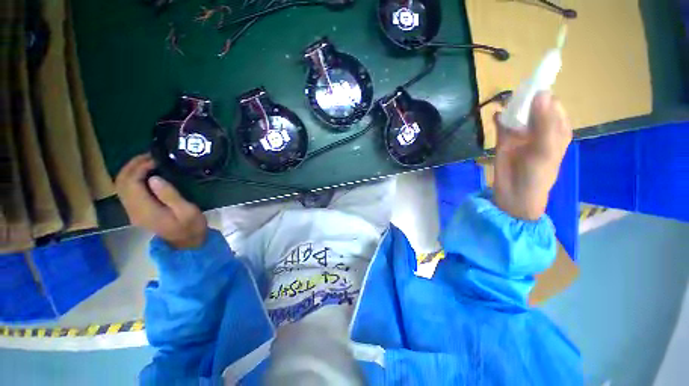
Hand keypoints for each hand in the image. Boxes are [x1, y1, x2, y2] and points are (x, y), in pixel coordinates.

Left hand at [115, 154, 206, 248]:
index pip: (131, 183)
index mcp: (145, 210)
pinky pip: (127, 190)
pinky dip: (133, 177)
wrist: (187, 243)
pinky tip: (146, 173)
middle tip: (151, 155)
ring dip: (131, 170)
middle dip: (132, 165)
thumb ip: (170, 195)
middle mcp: (132, 210)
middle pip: (121, 182)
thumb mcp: (187, 211)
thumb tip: (153, 178)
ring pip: (121, 185)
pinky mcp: (136, 211)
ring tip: (148, 161)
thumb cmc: (191, 226)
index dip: (139, 167)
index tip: (156, 158)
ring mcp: (132, 211)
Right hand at [493, 91, 571, 219]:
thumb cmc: (537, 174)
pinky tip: (495, 116)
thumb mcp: (546, 149)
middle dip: (524, 99)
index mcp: (556, 128)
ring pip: (517, 112)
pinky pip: (502, 123)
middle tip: (514, 98)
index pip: (551, 103)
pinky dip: (498, 117)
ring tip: (504, 104)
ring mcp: (521, 132)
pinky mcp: (504, 139)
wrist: (514, 194)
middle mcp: (540, 127)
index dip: (541, 94)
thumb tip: (540, 93)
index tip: (529, 89)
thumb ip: (544, 123)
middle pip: (532, 105)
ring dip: (510, 106)